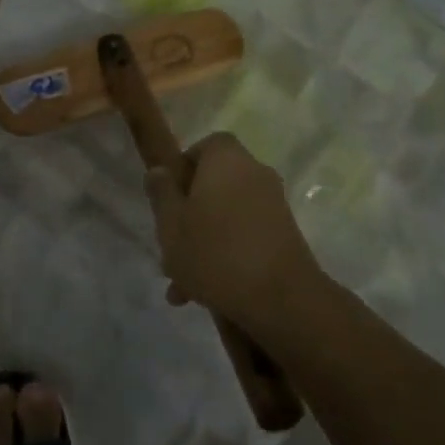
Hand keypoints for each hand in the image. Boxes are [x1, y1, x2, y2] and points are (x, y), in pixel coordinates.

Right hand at [144, 133, 324, 329]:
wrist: (281, 298)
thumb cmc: (215, 253)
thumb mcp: (171, 224)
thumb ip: (162, 194)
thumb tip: (160, 170)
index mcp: (226, 161)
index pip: (206, 145)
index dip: (183, 167)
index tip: (167, 197)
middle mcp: (255, 174)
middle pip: (214, 185)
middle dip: (188, 216)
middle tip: (168, 247)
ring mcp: (274, 206)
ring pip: (226, 217)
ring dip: (203, 243)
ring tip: (181, 285)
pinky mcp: (284, 236)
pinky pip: (245, 237)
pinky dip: (226, 256)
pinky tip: (206, 294)